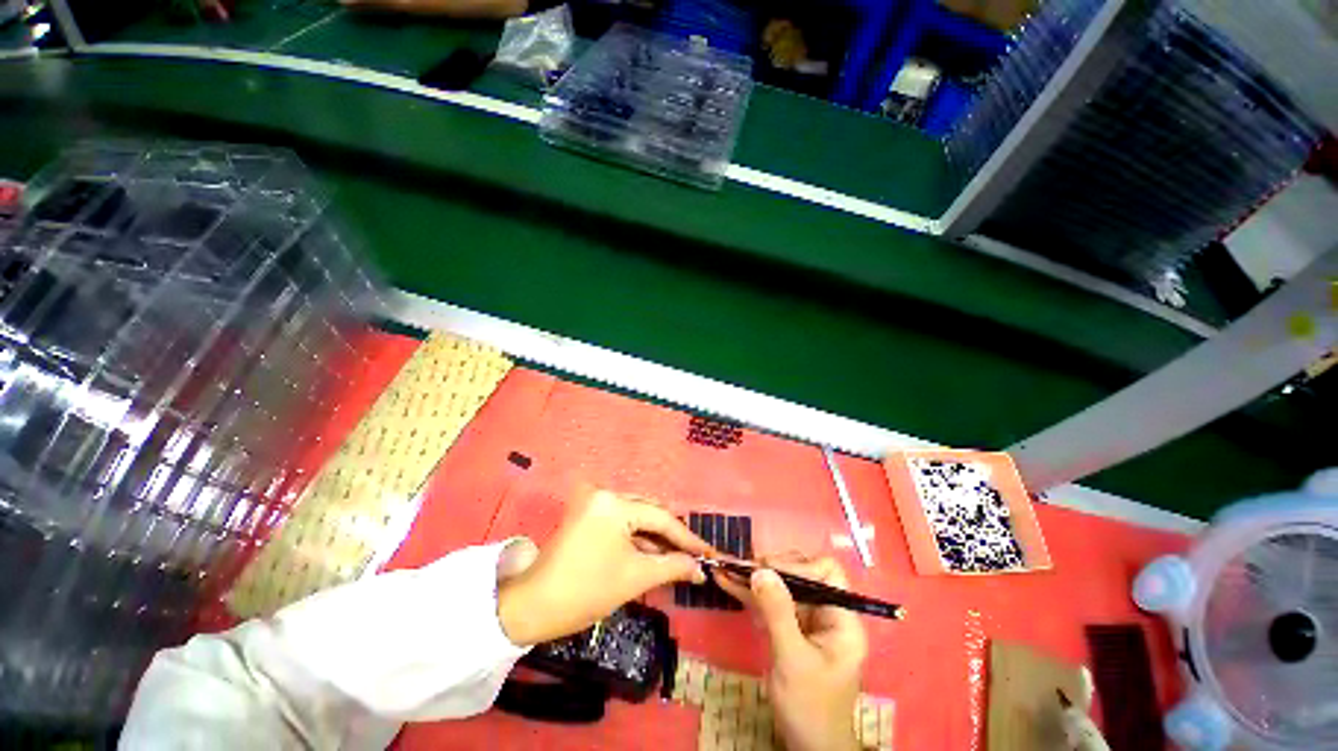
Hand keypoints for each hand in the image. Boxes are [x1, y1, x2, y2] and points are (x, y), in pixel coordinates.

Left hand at [497, 489, 713, 645]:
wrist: (532, 607)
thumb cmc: (586, 591)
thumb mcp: (635, 577)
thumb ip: (673, 566)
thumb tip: (701, 569)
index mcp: (615, 503)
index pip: (660, 517)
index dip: (687, 538)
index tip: (709, 553)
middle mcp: (605, 494)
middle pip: (649, 512)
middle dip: (671, 536)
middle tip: (693, 557)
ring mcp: (594, 503)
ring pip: (636, 517)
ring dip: (655, 538)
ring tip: (676, 559)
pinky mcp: (588, 514)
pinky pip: (622, 522)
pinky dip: (637, 538)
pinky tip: (652, 554)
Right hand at [716, 555, 867, 750]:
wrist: (808, 747)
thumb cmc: (810, 708)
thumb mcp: (793, 660)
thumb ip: (778, 613)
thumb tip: (760, 570)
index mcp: (842, 619)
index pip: (826, 573)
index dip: (798, 566)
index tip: (767, 571)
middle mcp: (827, 613)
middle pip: (802, 574)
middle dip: (772, 569)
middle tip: (745, 569)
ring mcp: (808, 621)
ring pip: (783, 586)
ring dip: (756, 579)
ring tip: (730, 569)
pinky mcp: (791, 629)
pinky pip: (772, 603)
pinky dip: (752, 595)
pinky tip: (730, 583)